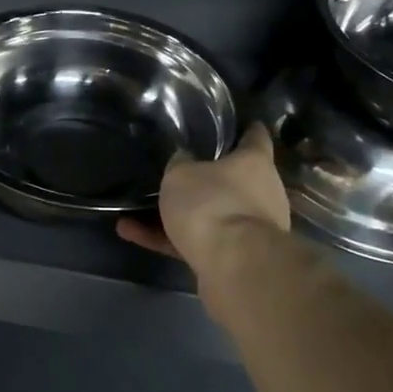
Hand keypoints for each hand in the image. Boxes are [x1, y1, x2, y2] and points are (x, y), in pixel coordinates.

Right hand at [116, 121, 290, 268]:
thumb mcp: (182, 174)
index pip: (257, 137)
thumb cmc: (212, 204)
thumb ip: (180, 165)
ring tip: (136, 209)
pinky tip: (131, 233)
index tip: (238, 124)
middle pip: (234, 180)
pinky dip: (166, 238)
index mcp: (255, 163)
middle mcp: (261, 194)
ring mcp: (249, 229)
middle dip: (208, 178)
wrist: (233, 267)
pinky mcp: (232, 259)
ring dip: (178, 213)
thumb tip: (184, 160)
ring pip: (210, 214)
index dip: (247, 129)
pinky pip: (195, 242)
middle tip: (177, 170)